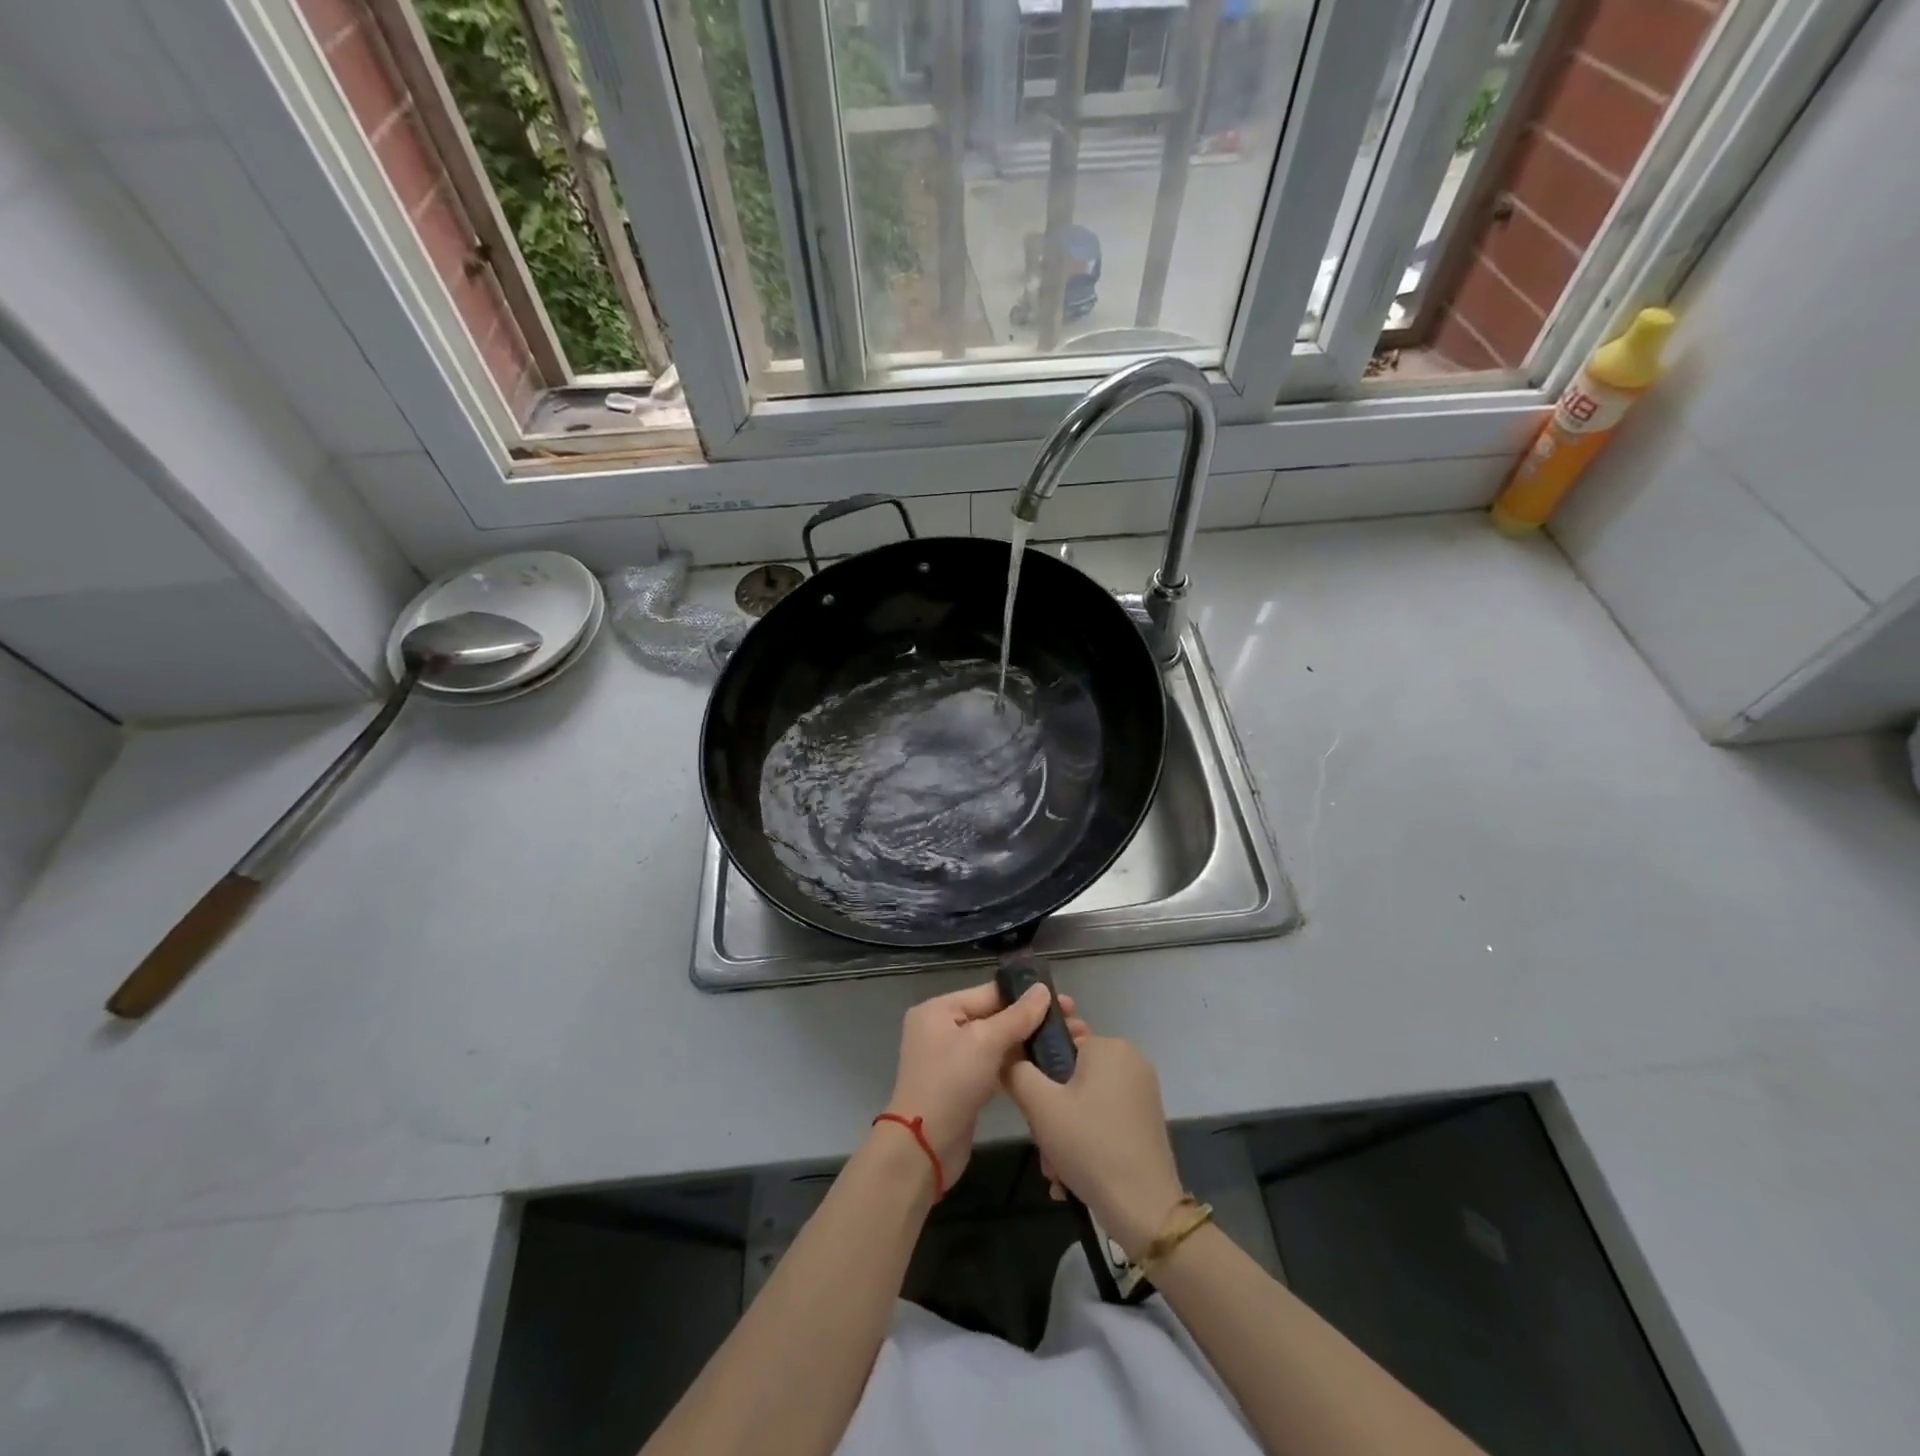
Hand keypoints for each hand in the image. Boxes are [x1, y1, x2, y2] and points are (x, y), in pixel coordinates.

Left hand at [881, 980, 1062, 1186]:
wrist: (924, 1148)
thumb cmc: (950, 1083)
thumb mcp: (985, 1042)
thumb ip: (1017, 1016)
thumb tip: (1042, 989)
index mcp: (939, 1009)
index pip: (989, 993)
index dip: (1026, 996)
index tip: (1064, 1001)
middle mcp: (941, 1028)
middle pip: (993, 1016)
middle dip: (1031, 1020)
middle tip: (1072, 1023)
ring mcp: (951, 1059)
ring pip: (995, 1043)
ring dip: (1026, 1043)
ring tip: (1065, 1043)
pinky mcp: (961, 1085)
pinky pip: (992, 1065)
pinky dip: (1015, 1065)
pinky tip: (1045, 1065)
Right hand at [1003, 1030, 1184, 1260]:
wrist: (1145, 1210)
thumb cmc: (1090, 1145)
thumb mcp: (1040, 1106)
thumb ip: (1016, 1072)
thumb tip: (1007, 1057)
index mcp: (1109, 1046)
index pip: (1059, 1043)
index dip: (1038, 1073)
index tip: (1031, 1106)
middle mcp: (1130, 1061)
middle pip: (1071, 1077)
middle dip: (1050, 1113)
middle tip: (1043, 1145)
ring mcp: (1142, 1093)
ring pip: (1085, 1103)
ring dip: (1063, 1134)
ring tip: (1055, 1171)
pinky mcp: (1146, 1121)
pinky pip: (1103, 1119)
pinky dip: (1085, 1142)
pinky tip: (1073, 1177)